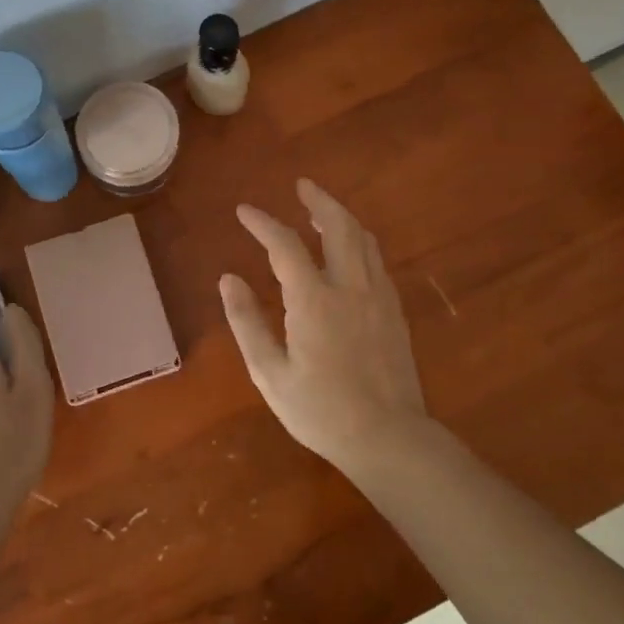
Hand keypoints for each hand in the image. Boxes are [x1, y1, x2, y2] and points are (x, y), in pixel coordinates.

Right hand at [220, 179, 431, 475]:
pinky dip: (359, 242)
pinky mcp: (394, 312)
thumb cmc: (321, 411)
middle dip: (318, 200)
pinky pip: (377, 261)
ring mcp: (378, 297)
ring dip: (341, 217)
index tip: (244, 210)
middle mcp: (350, 287)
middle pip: (339, 226)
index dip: (263, 223)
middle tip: (302, 185)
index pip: (285, 245)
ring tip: (322, 211)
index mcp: (314, 300)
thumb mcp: (270, 373)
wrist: (389, 438)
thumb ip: (247, 322)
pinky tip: (350, 251)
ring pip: (364, 240)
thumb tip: (228, 279)